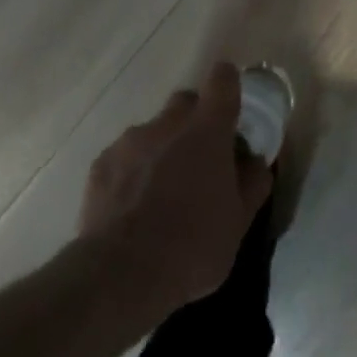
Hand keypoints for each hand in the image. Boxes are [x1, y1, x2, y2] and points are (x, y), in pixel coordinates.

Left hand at [79, 62, 272, 318]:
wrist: (120, 276)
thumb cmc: (193, 245)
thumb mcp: (240, 221)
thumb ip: (253, 182)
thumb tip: (255, 160)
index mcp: (207, 130)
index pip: (222, 80)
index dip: (229, 84)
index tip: (232, 104)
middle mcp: (167, 124)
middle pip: (186, 102)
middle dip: (196, 120)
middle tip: (202, 157)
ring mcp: (130, 141)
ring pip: (153, 130)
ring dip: (163, 147)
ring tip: (163, 191)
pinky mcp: (101, 164)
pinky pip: (126, 155)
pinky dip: (134, 170)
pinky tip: (134, 206)